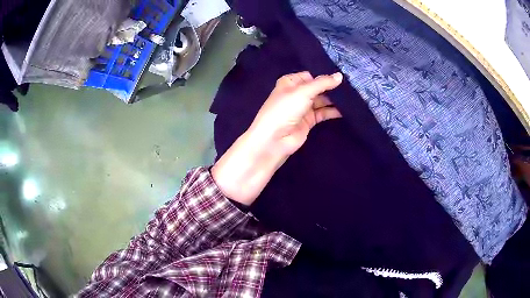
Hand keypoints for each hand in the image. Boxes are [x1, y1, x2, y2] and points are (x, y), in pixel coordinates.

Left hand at [212, 71, 342, 204]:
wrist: (274, 139)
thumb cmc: (285, 109)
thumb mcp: (303, 91)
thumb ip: (322, 83)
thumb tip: (340, 76)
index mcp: (290, 82)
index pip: (310, 75)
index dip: (323, 76)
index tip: (341, 75)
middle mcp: (296, 93)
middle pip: (317, 88)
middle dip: (331, 87)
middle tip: (350, 86)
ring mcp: (303, 108)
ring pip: (321, 100)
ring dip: (334, 100)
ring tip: (352, 97)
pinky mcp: (309, 121)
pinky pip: (323, 113)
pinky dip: (333, 111)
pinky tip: (346, 109)